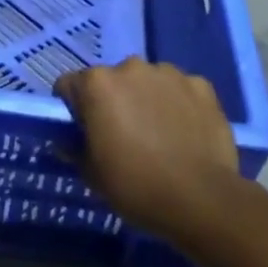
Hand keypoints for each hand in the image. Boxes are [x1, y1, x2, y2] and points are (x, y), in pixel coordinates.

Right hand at [54, 56, 240, 242]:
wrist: (202, 200)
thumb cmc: (136, 186)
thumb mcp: (92, 175)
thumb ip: (74, 149)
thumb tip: (66, 141)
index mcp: (97, 84)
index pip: (69, 85)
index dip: (73, 109)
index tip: (84, 132)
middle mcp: (130, 67)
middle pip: (111, 80)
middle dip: (113, 101)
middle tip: (123, 135)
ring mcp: (168, 73)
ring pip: (147, 81)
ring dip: (146, 98)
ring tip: (159, 133)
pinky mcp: (200, 85)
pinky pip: (180, 89)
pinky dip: (179, 104)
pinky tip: (185, 131)